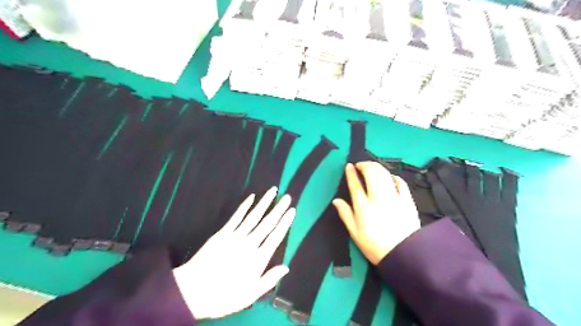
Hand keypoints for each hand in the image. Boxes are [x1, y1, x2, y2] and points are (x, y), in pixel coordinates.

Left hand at [173, 188, 294, 318]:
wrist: (192, 292)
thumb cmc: (224, 296)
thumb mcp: (250, 295)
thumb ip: (269, 280)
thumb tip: (286, 267)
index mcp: (258, 259)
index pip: (276, 237)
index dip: (285, 223)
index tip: (292, 211)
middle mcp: (249, 244)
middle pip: (267, 223)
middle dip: (278, 209)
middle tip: (287, 197)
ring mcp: (235, 236)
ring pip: (254, 216)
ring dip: (264, 202)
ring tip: (273, 191)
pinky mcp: (223, 233)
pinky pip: (236, 217)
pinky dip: (244, 206)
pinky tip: (251, 197)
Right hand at [334, 160, 419, 264]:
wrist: (404, 255)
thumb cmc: (375, 246)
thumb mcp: (355, 233)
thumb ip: (345, 214)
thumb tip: (336, 200)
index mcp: (363, 206)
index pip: (355, 183)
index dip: (351, 172)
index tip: (348, 166)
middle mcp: (378, 197)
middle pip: (371, 173)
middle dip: (365, 165)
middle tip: (360, 165)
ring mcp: (394, 197)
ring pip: (385, 174)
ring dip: (377, 167)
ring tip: (372, 167)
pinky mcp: (407, 200)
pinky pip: (401, 182)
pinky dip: (393, 176)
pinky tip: (390, 177)